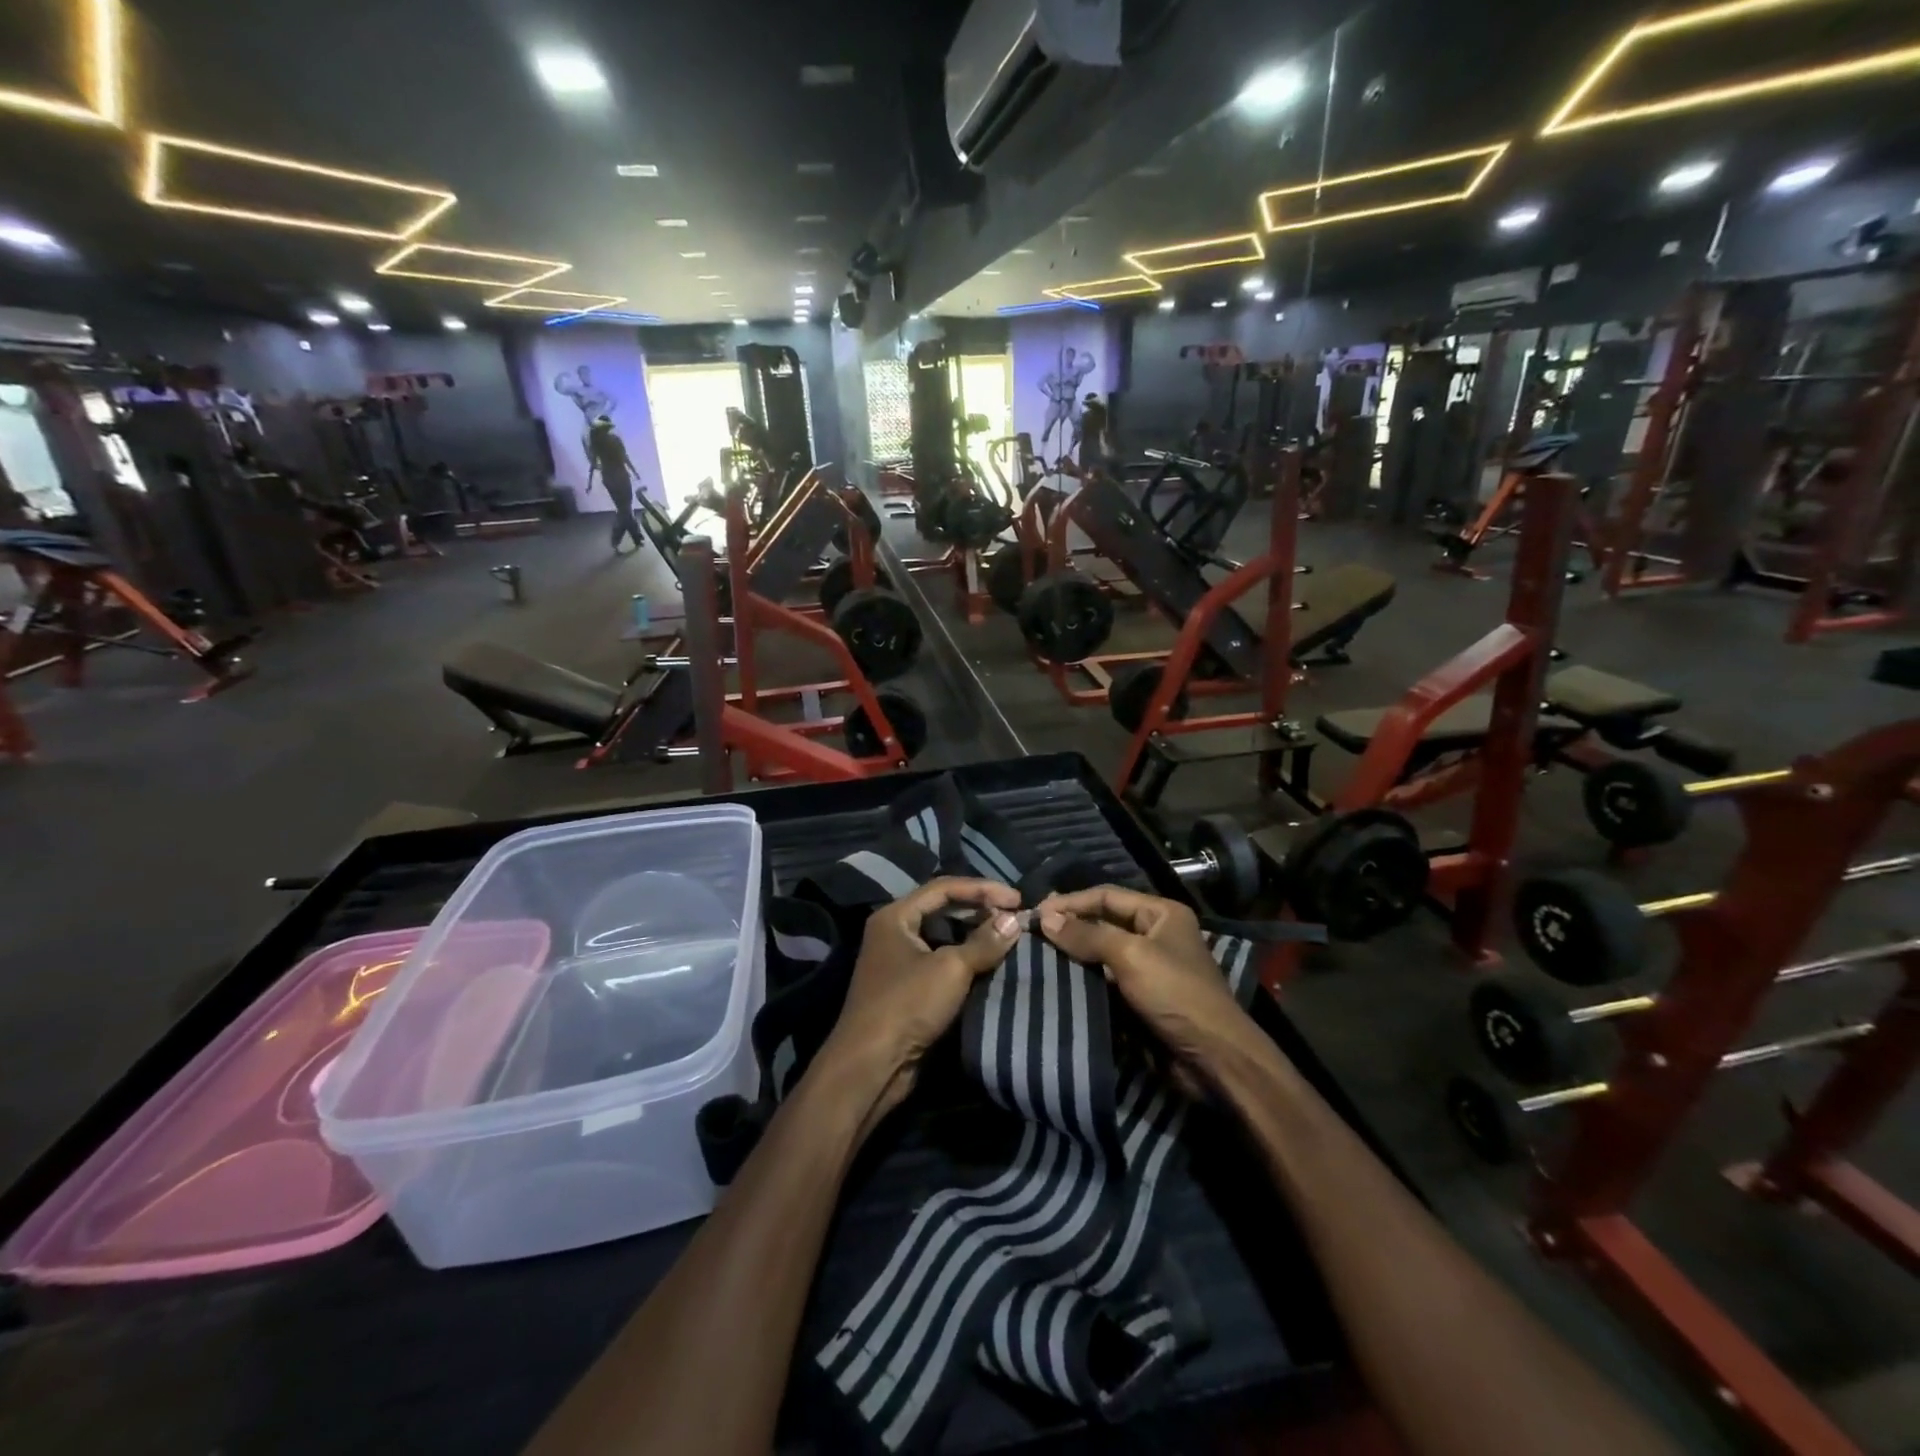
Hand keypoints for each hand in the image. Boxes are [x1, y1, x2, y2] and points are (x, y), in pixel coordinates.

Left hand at [817, 877, 1022, 1134]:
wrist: (871, 1065)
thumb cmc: (907, 1004)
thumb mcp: (951, 969)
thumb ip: (984, 942)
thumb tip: (1014, 920)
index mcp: (895, 916)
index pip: (944, 888)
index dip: (982, 889)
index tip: (1017, 898)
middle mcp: (894, 932)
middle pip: (942, 909)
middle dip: (979, 910)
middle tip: (1014, 916)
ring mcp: (899, 961)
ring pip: (943, 937)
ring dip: (974, 935)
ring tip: (1007, 936)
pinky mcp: (907, 988)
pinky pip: (941, 961)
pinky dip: (966, 958)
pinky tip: (990, 962)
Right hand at [1036, 886, 1253, 1074]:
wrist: (1212, 1058)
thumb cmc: (1175, 994)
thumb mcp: (1130, 956)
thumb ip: (1087, 935)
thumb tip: (1045, 918)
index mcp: (1161, 914)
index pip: (1107, 895)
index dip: (1071, 902)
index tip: (1036, 912)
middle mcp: (1155, 934)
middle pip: (1104, 921)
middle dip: (1070, 925)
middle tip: (1033, 930)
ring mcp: (1149, 967)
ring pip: (1102, 952)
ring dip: (1074, 953)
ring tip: (1038, 953)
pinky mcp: (1141, 997)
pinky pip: (1106, 979)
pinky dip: (1084, 978)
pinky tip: (1059, 979)